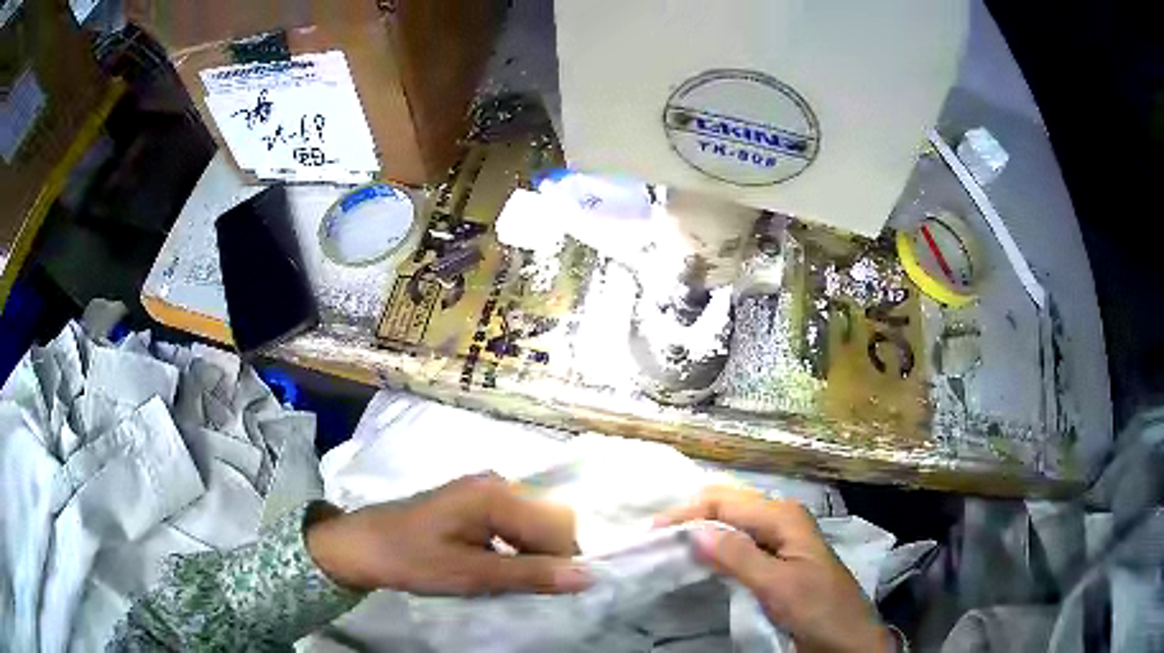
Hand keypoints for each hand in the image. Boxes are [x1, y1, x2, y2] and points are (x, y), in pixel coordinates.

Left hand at [306, 472, 590, 595]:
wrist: (360, 546)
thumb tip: (589, 576)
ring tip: (507, 580)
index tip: (547, 591)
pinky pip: (514, 525)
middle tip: (521, 587)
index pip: (558, 525)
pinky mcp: (475, 503)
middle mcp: (497, 484)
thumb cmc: (412, 559)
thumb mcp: (471, 574)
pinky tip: (495, 567)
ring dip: (531, 555)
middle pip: (549, 521)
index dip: (562, 560)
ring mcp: (485, 491)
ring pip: (533, 525)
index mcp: (496, 494)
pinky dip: (515, 549)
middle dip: (547, 557)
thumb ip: (531, 575)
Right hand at [656, 487, 894, 652]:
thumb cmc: (817, 610)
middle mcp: (780, 518)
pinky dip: (715, 546)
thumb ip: (738, 556)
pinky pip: (739, 542)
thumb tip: (692, 530)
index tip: (651, 534)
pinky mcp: (777, 558)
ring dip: (700, 531)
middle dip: (691, 517)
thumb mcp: (777, 585)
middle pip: (726, 505)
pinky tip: (699, 558)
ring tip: (669, 547)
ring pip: (731, 523)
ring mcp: (780, 538)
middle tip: (655, 539)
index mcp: (783, 516)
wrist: (846, 638)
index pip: (724, 500)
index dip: (686, 513)